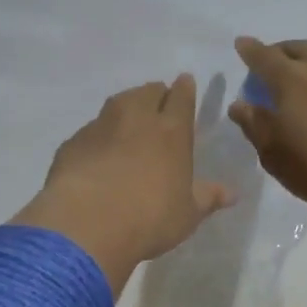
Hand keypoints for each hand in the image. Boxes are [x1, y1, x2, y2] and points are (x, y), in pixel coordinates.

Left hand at [12, 75, 233, 296]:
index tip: (185, 82)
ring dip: (127, 106)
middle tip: (159, 103)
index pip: (181, 97)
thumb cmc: (150, 218)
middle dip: (156, 94)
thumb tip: (232, 194)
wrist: (86, 223)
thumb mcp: (187, 214)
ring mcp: (101, 126)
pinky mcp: (73, 142)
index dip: (184, 88)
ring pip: (118, 103)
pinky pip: (92, 130)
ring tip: (130, 120)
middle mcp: (136, 118)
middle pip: (148, 92)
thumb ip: (207, 198)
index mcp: (171, 131)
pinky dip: (99, 135)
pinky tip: (98, 152)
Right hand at [226, 38, 306, 209]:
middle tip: (272, 62)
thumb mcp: (274, 153)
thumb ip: (255, 124)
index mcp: (290, 80)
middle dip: (280, 51)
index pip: (263, 57)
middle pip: (297, 48)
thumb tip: (240, 104)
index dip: (250, 50)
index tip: (242, 44)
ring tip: (305, 81)